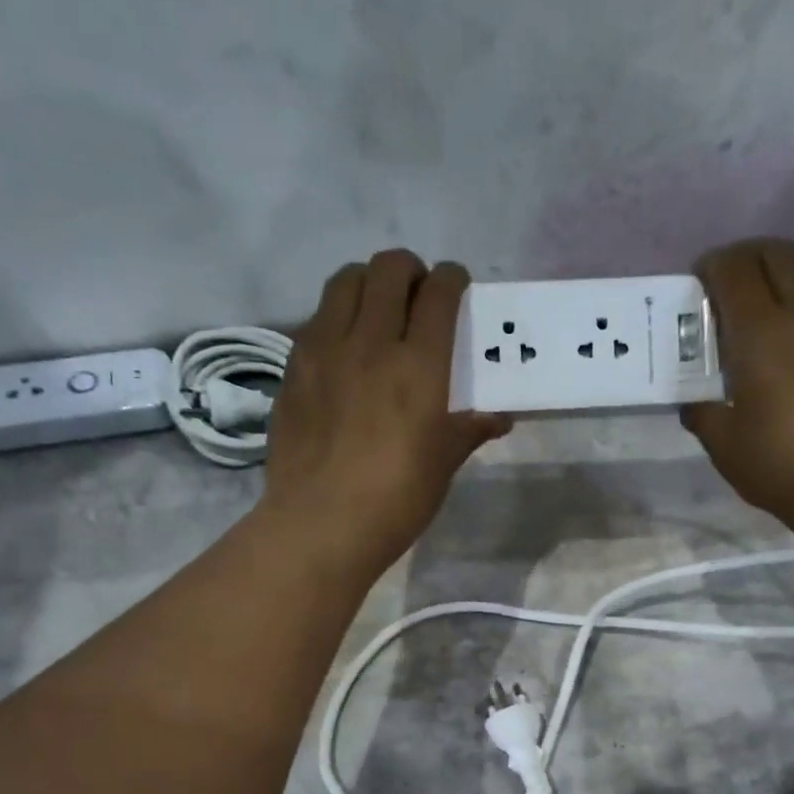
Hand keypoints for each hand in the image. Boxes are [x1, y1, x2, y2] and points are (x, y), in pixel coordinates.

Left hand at [262, 249, 507, 572]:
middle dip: (410, 271)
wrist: (321, 524)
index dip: (452, 280)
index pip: (439, 293)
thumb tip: (498, 418)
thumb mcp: (442, 466)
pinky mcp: (294, 367)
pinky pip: (317, 318)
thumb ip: (468, 430)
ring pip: (346, 280)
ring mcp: (325, 349)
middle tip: (418, 296)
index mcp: (420, 366)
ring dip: (368, 283)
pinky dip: (337, 317)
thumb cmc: (396, 500)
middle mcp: (372, 342)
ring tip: (377, 312)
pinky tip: (344, 350)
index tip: (457, 287)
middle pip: (389, 270)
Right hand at [685, 240, 793, 535]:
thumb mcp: (725, 446)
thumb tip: (696, 403)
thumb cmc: (782, 465)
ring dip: (778, 288)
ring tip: (760, 333)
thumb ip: (703, 413)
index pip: (733, 267)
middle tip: (725, 297)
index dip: (710, 268)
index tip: (696, 289)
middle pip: (775, 254)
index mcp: (762, 330)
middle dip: (744, 262)